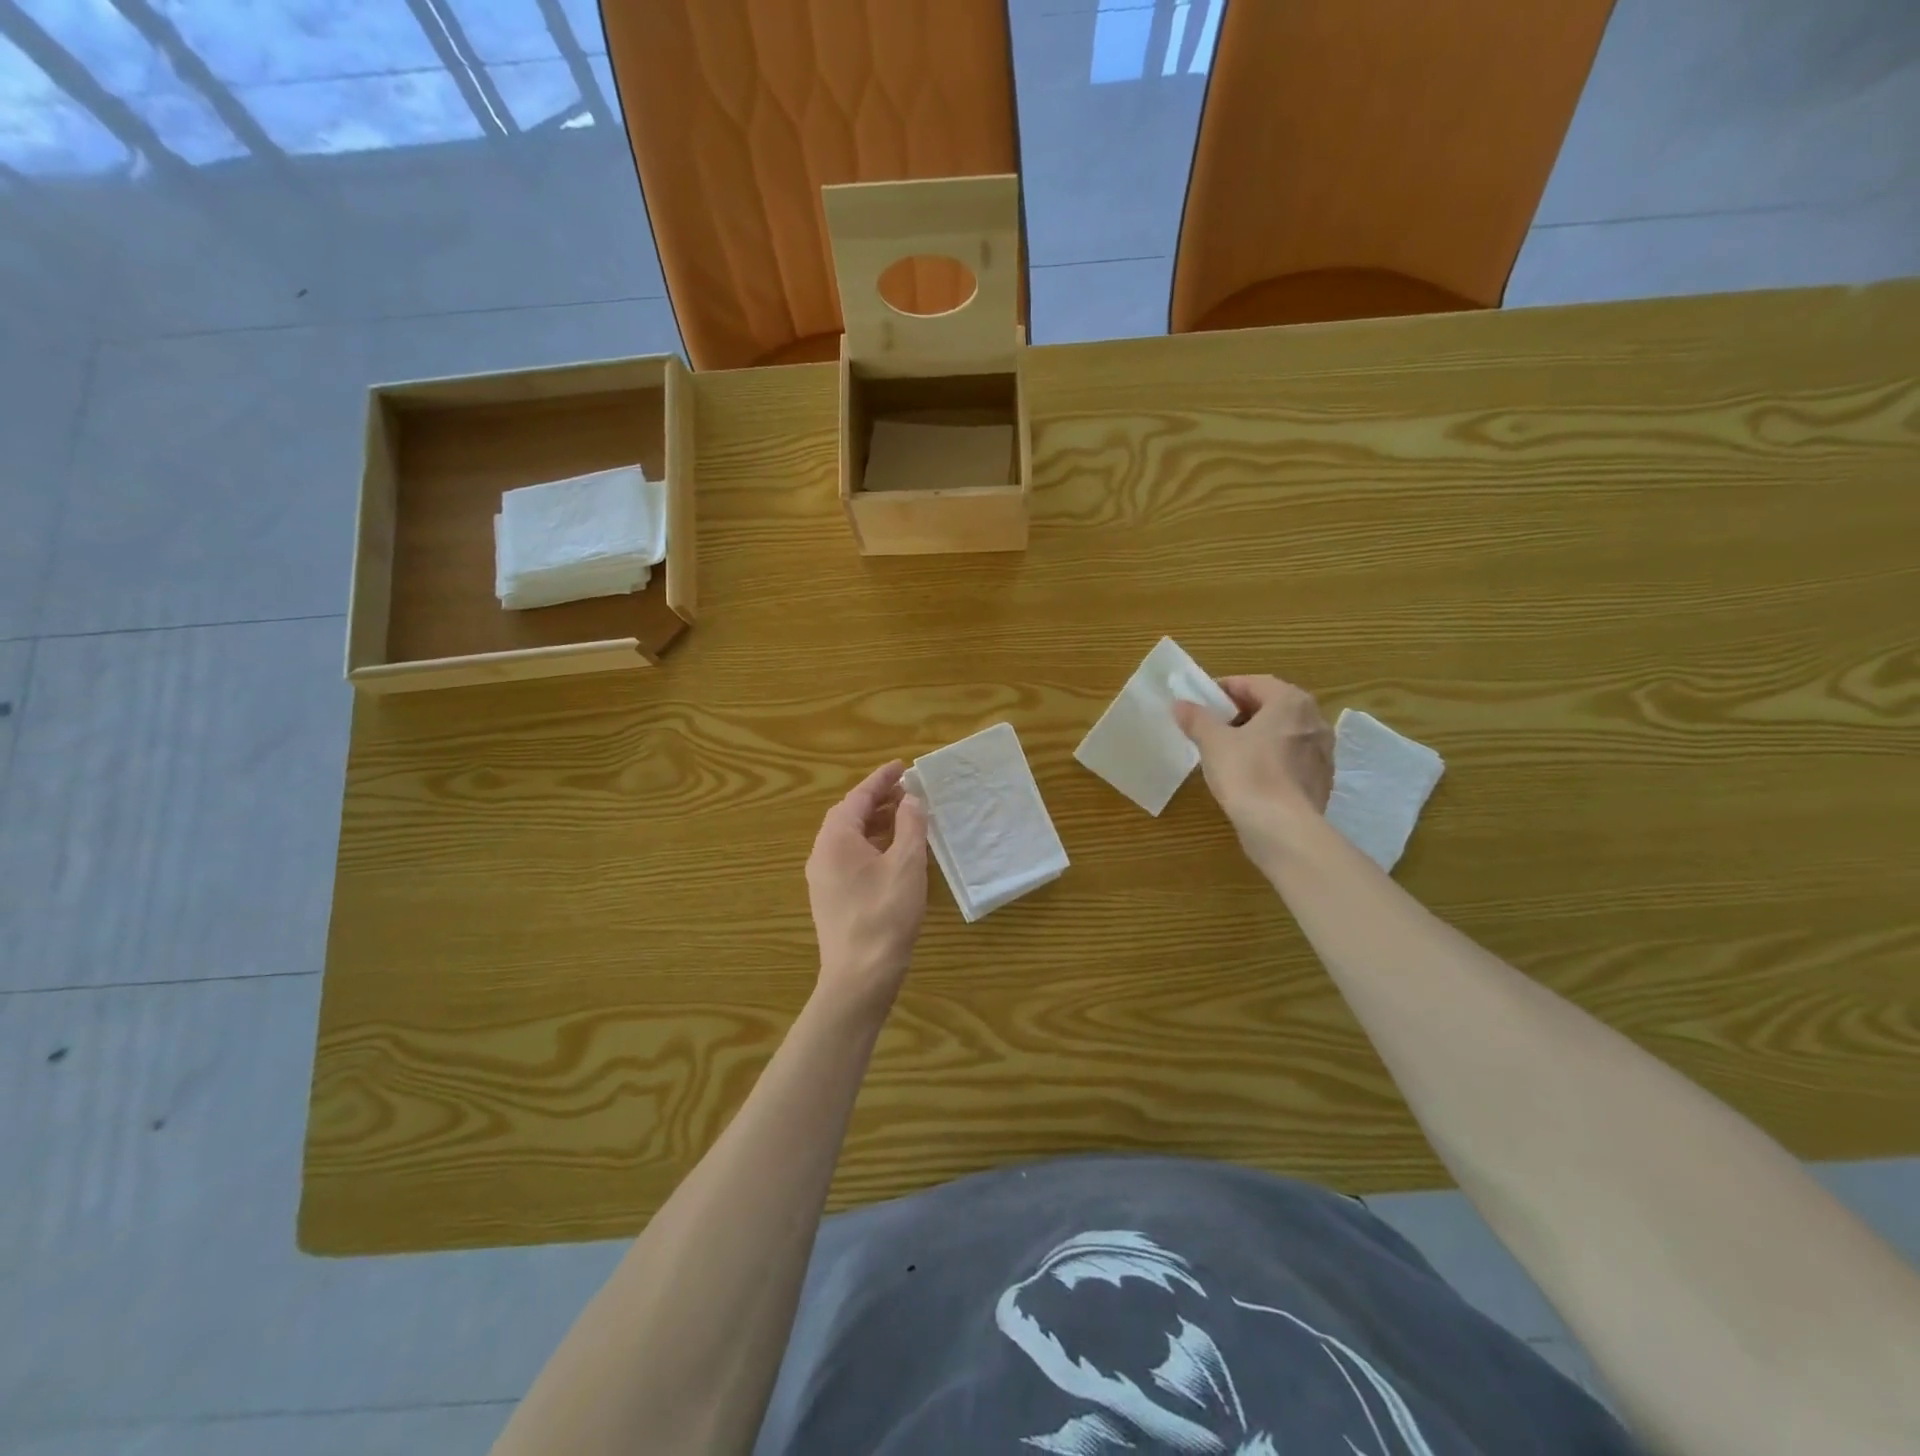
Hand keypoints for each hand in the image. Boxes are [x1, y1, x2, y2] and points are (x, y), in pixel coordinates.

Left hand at [806, 761, 928, 1017]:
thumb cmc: (885, 914)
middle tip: (906, 791)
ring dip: (875, 824)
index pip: (858, 798)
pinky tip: (893, 854)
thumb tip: (911, 799)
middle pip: (848, 816)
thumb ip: (910, 826)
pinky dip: (870, 845)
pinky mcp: (830, 898)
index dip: (881, 780)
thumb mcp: (906, 864)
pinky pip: (849, 858)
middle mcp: (821, 854)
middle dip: (877, 800)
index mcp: (835, 839)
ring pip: (848, 838)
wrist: (860, 976)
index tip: (902, 766)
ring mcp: (822, 878)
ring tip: (905, 818)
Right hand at [1174, 676, 1333, 866]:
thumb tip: (1180, 704)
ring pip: (1282, 734)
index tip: (1201, 702)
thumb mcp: (1213, 742)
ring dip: (1256, 736)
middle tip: (1212, 725)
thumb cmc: (1247, 773)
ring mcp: (1322, 752)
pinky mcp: (1320, 780)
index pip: (1253, 683)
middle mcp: (1315, 720)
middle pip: (1271, 707)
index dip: (1223, 689)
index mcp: (1291, 702)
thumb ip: (1197, 719)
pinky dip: (1269, 760)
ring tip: (1227, 751)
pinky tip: (1248, 776)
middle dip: (1241, 713)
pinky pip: (1290, 759)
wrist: (1283, 828)